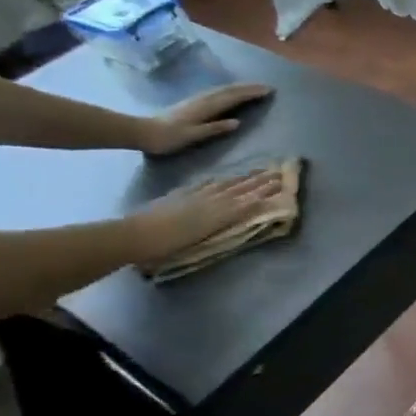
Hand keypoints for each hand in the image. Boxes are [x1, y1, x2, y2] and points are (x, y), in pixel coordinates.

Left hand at [125, 169, 283, 263]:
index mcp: (219, 211)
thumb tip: (251, 205)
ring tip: (255, 172)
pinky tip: (219, 179)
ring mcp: (195, 196)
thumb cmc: (169, 244)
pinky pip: (203, 185)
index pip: (248, 198)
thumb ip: (229, 217)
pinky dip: (215, 181)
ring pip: (224, 184)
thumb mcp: (204, 233)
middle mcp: (211, 200)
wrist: (134, 236)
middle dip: (259, 180)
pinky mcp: (180, 196)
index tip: (281, 181)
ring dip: (241, 178)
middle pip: (239, 188)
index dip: (265, 189)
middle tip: (275, 171)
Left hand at [139, 84, 273, 156]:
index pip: (233, 97)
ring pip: (223, 89)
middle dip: (249, 87)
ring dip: (240, 87)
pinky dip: (229, 90)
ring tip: (253, 87)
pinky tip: (231, 92)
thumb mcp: (193, 135)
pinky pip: (217, 92)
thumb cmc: (169, 138)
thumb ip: (215, 128)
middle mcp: (203, 100)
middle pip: (229, 90)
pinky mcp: (193, 102)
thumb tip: (238, 122)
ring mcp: (197, 100)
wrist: (142, 132)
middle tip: (267, 87)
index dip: (251, 93)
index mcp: (206, 107)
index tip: (269, 90)